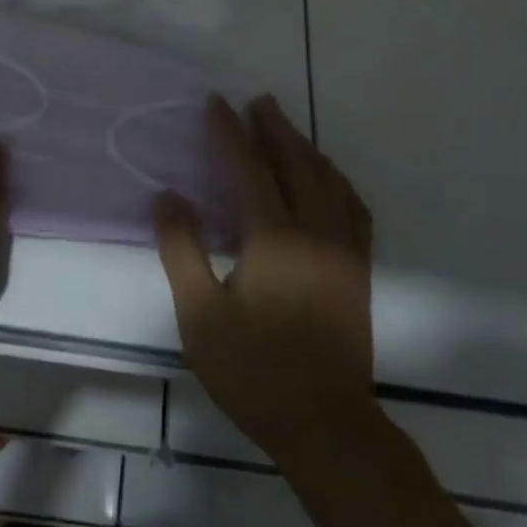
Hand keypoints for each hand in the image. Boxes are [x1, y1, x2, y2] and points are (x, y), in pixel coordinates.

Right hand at [154, 95, 376, 460]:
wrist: (327, 426)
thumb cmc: (255, 372)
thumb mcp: (200, 316)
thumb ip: (181, 250)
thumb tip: (167, 196)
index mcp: (273, 237)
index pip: (248, 167)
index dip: (229, 131)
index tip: (215, 103)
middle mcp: (314, 230)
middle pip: (295, 161)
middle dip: (274, 126)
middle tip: (257, 100)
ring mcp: (344, 248)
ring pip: (328, 179)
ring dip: (305, 146)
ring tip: (286, 128)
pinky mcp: (359, 268)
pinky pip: (353, 206)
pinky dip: (336, 180)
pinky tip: (327, 178)